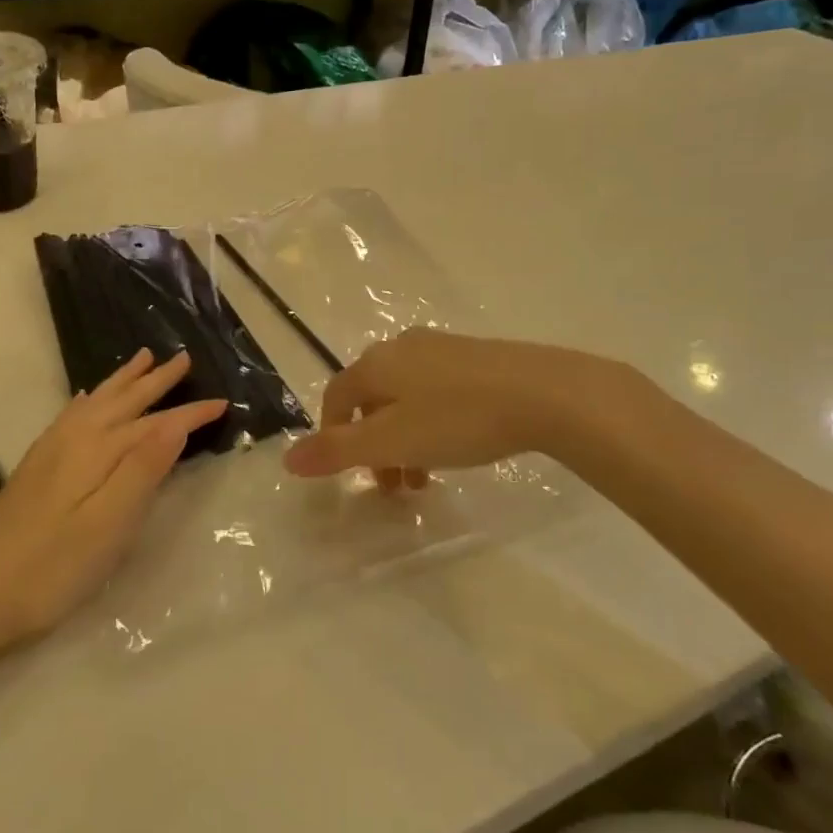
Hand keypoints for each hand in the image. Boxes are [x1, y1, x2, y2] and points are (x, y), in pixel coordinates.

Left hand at [0, 349, 225, 649]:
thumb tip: (176, 421)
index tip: (223, 402)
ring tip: (142, 359)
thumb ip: (143, 469)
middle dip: (156, 381)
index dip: (190, 413)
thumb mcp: (108, 524)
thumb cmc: (52, 568)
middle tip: (183, 358)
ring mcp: (50, 452)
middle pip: (124, 401)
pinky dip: (88, 400)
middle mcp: (74, 440)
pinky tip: (87, 398)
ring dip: (123, 381)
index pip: (155, 423)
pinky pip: (71, 415)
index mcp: (98, 452)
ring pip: (96, 402)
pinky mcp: (36, 468)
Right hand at [282, 330, 633, 486]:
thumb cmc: (458, 419)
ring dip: (404, 439)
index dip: (332, 434)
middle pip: (372, 399)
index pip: (336, 396)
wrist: (544, 393)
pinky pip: (437, 391)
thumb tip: (287, 459)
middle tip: (393, 485)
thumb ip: (338, 451)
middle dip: (374, 445)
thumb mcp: (391, 442)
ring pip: (406, 398)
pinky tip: (457, 445)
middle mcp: (403, 347)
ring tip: (425, 477)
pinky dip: (432, 422)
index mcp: (376, 364)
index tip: (349, 472)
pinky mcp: (477, 357)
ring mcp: (442, 348)